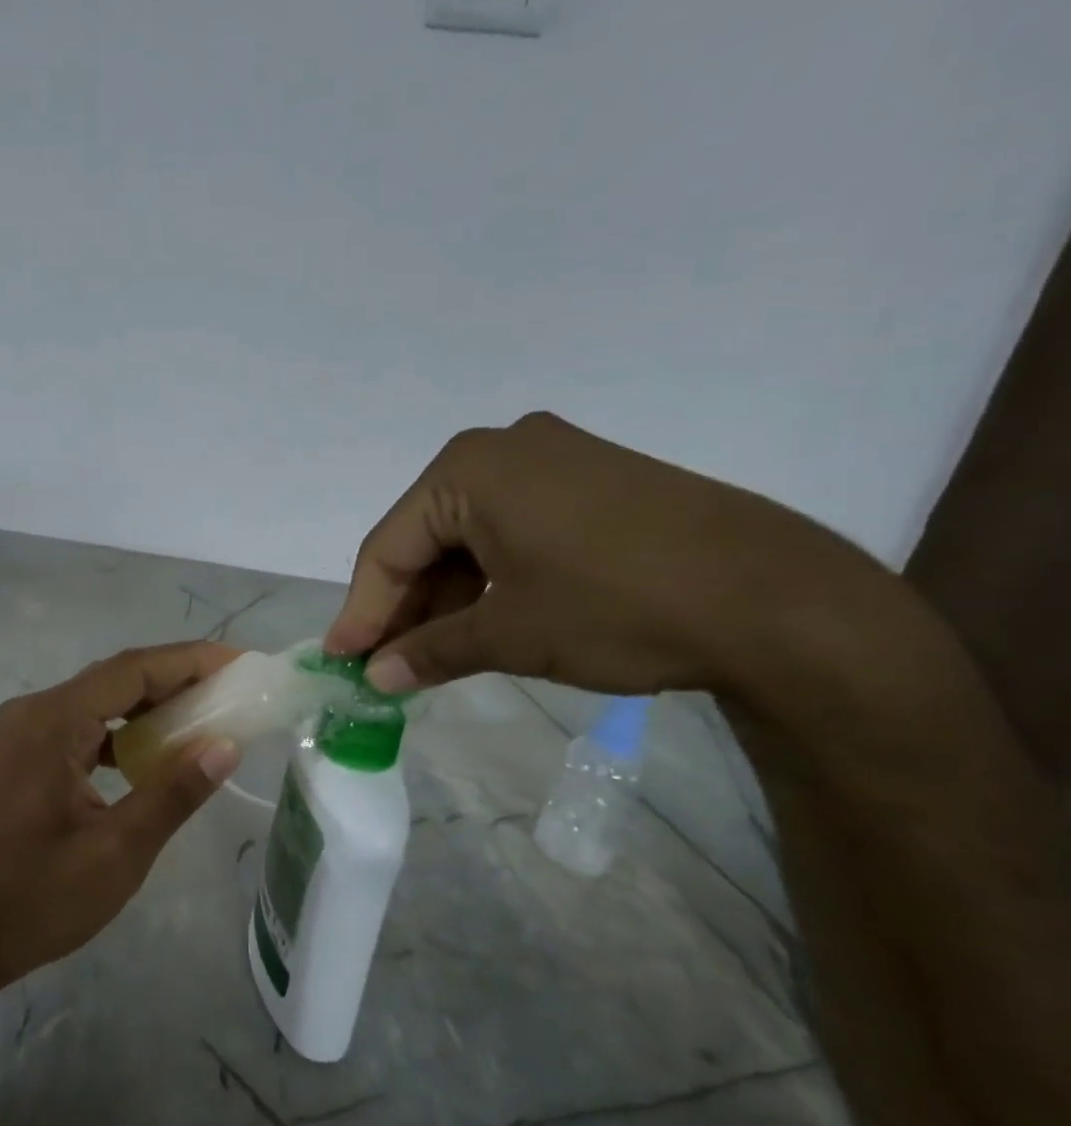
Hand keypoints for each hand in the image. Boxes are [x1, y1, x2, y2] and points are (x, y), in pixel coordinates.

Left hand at [0, 643, 243, 990]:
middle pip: (115, 678)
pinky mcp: (22, 753)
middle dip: (175, 679)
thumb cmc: (36, 898)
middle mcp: (33, 711)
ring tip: (203, 715)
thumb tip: (227, 746)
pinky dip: (120, 731)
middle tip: (231, 689)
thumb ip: (173, 792)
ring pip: (98, 700)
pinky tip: (152, 751)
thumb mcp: (117, 851)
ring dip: (149, 705)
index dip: (189, 661)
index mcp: (51, 722)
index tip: (239, 663)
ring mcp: (22, 730)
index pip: (131, 671)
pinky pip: (81, 725)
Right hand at [325, 411, 881, 696]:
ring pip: (470, 536)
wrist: (783, 602)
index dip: (361, 610)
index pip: (389, 547)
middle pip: (427, 538)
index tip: (341, 661)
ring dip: (447, 597)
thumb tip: (377, 678)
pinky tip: (484, 622)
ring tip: (432, 654)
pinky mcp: (595, 482)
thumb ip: (430, 651)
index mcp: (469, 469)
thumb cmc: (618, 606)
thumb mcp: (510, 635)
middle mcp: (505, 448)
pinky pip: (514, 530)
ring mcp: (556, 460)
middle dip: (405, 606)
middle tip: (385, 664)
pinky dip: (491, 578)